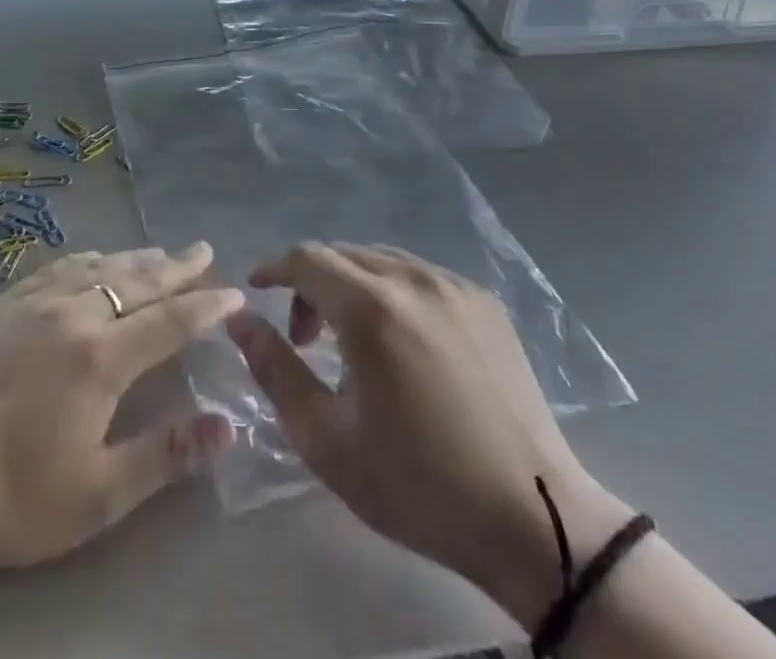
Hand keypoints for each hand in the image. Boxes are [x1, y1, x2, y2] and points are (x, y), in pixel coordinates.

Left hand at [0, 242, 242, 572]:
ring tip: (160, 253)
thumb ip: (166, 454)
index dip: (207, 305)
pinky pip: (58, 267)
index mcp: (101, 357)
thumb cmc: (11, 495)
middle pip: (137, 280)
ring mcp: (33, 302)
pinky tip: (92, 260)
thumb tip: (229, 425)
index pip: (171, 320)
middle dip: (177, 266)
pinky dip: (88, 259)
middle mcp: (73, 313)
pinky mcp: (1, 303)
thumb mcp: (97, 494)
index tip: (235, 293)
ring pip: (99, 266)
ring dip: (136, 259)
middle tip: (203, 250)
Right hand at [225, 243, 631, 624]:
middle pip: (342, 254)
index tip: (256, 293)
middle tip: (303, 338)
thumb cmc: (419, 485)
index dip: (274, 269)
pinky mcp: (485, 301)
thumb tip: (240, 320)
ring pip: (381, 260)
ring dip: (350, 285)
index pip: (306, 259)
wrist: (535, 520)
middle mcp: (413, 278)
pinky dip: (392, 292)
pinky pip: (420, 276)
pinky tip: (401, 342)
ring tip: (350, 340)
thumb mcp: (327, 439)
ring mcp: (455, 285)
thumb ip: (274, 369)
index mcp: (372, 307)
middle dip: (310, 283)